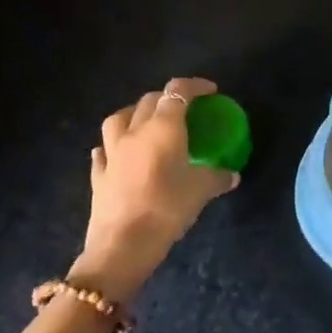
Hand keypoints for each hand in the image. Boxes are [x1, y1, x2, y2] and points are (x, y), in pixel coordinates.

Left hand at [72, 77, 237, 300]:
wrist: (122, 246)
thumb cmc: (167, 208)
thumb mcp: (201, 191)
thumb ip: (218, 177)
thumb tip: (233, 175)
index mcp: (163, 127)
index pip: (178, 92)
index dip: (195, 86)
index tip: (210, 92)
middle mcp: (135, 131)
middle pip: (149, 100)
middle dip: (167, 98)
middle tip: (183, 110)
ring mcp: (112, 152)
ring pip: (119, 118)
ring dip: (134, 114)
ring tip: (146, 123)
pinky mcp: (98, 175)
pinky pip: (103, 151)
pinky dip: (112, 147)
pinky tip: (118, 154)